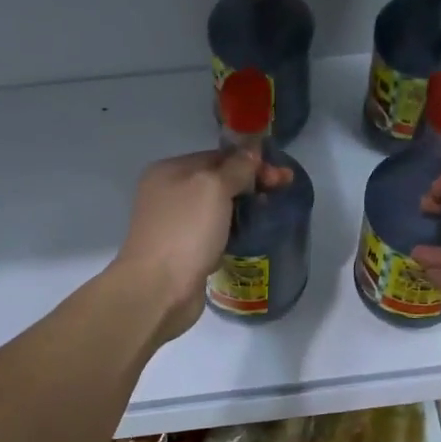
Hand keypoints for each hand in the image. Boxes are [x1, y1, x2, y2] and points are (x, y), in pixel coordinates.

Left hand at [111, 149, 290, 344]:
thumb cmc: (186, 231)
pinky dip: (232, 231)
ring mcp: (174, 224)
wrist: (159, 289)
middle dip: (250, 184)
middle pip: (217, 181)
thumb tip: (251, 152)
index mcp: (169, 171)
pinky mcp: (183, 251)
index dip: (250, 162)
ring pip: (216, 208)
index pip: (217, 157)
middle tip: (282, 191)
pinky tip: (250, 235)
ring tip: (270, 214)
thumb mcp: (213, 188)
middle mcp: (168, 194)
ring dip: (243, 208)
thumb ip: (236, 167)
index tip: (280, 175)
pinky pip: (213, 232)